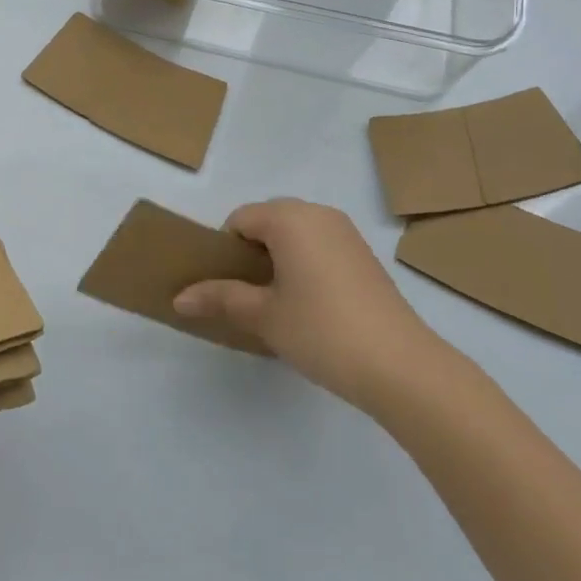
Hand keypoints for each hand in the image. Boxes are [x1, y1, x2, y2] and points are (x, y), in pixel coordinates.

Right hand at [173, 198, 440, 406]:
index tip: (226, 288)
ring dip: (278, 260)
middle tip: (247, 297)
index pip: (240, 219)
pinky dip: (304, 265)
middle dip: (251, 254)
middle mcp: (318, 213)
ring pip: (295, 235)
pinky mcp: (365, 256)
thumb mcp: (263, 316)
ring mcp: (346, 233)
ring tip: (277, 304)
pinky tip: (310, 307)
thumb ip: (220, 299)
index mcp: (289, 218)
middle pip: (267, 222)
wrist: (402, 366)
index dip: (225, 251)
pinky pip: (319, 246)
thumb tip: (178, 299)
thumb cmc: (322, 331)